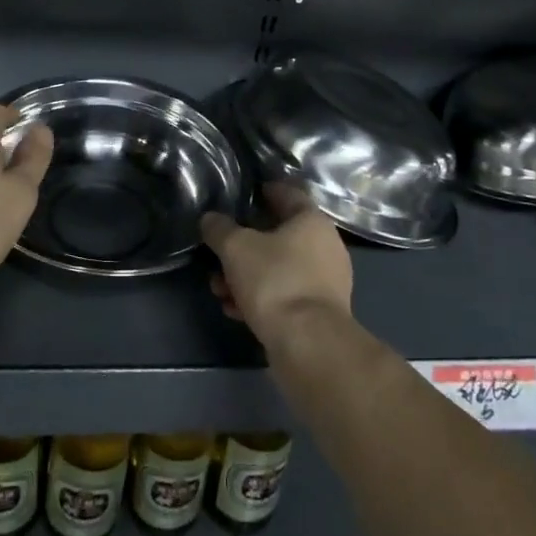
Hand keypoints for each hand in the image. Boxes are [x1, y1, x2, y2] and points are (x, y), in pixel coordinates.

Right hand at [199, 182, 353, 347]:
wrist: (308, 345)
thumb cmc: (275, 281)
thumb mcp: (236, 248)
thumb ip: (219, 229)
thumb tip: (211, 219)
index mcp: (312, 221)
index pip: (288, 193)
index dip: (264, 190)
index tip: (244, 193)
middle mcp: (325, 247)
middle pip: (278, 235)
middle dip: (244, 245)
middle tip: (219, 252)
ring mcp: (325, 282)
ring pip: (278, 268)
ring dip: (247, 275)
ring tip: (219, 289)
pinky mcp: (319, 314)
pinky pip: (284, 295)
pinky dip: (260, 298)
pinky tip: (235, 310)